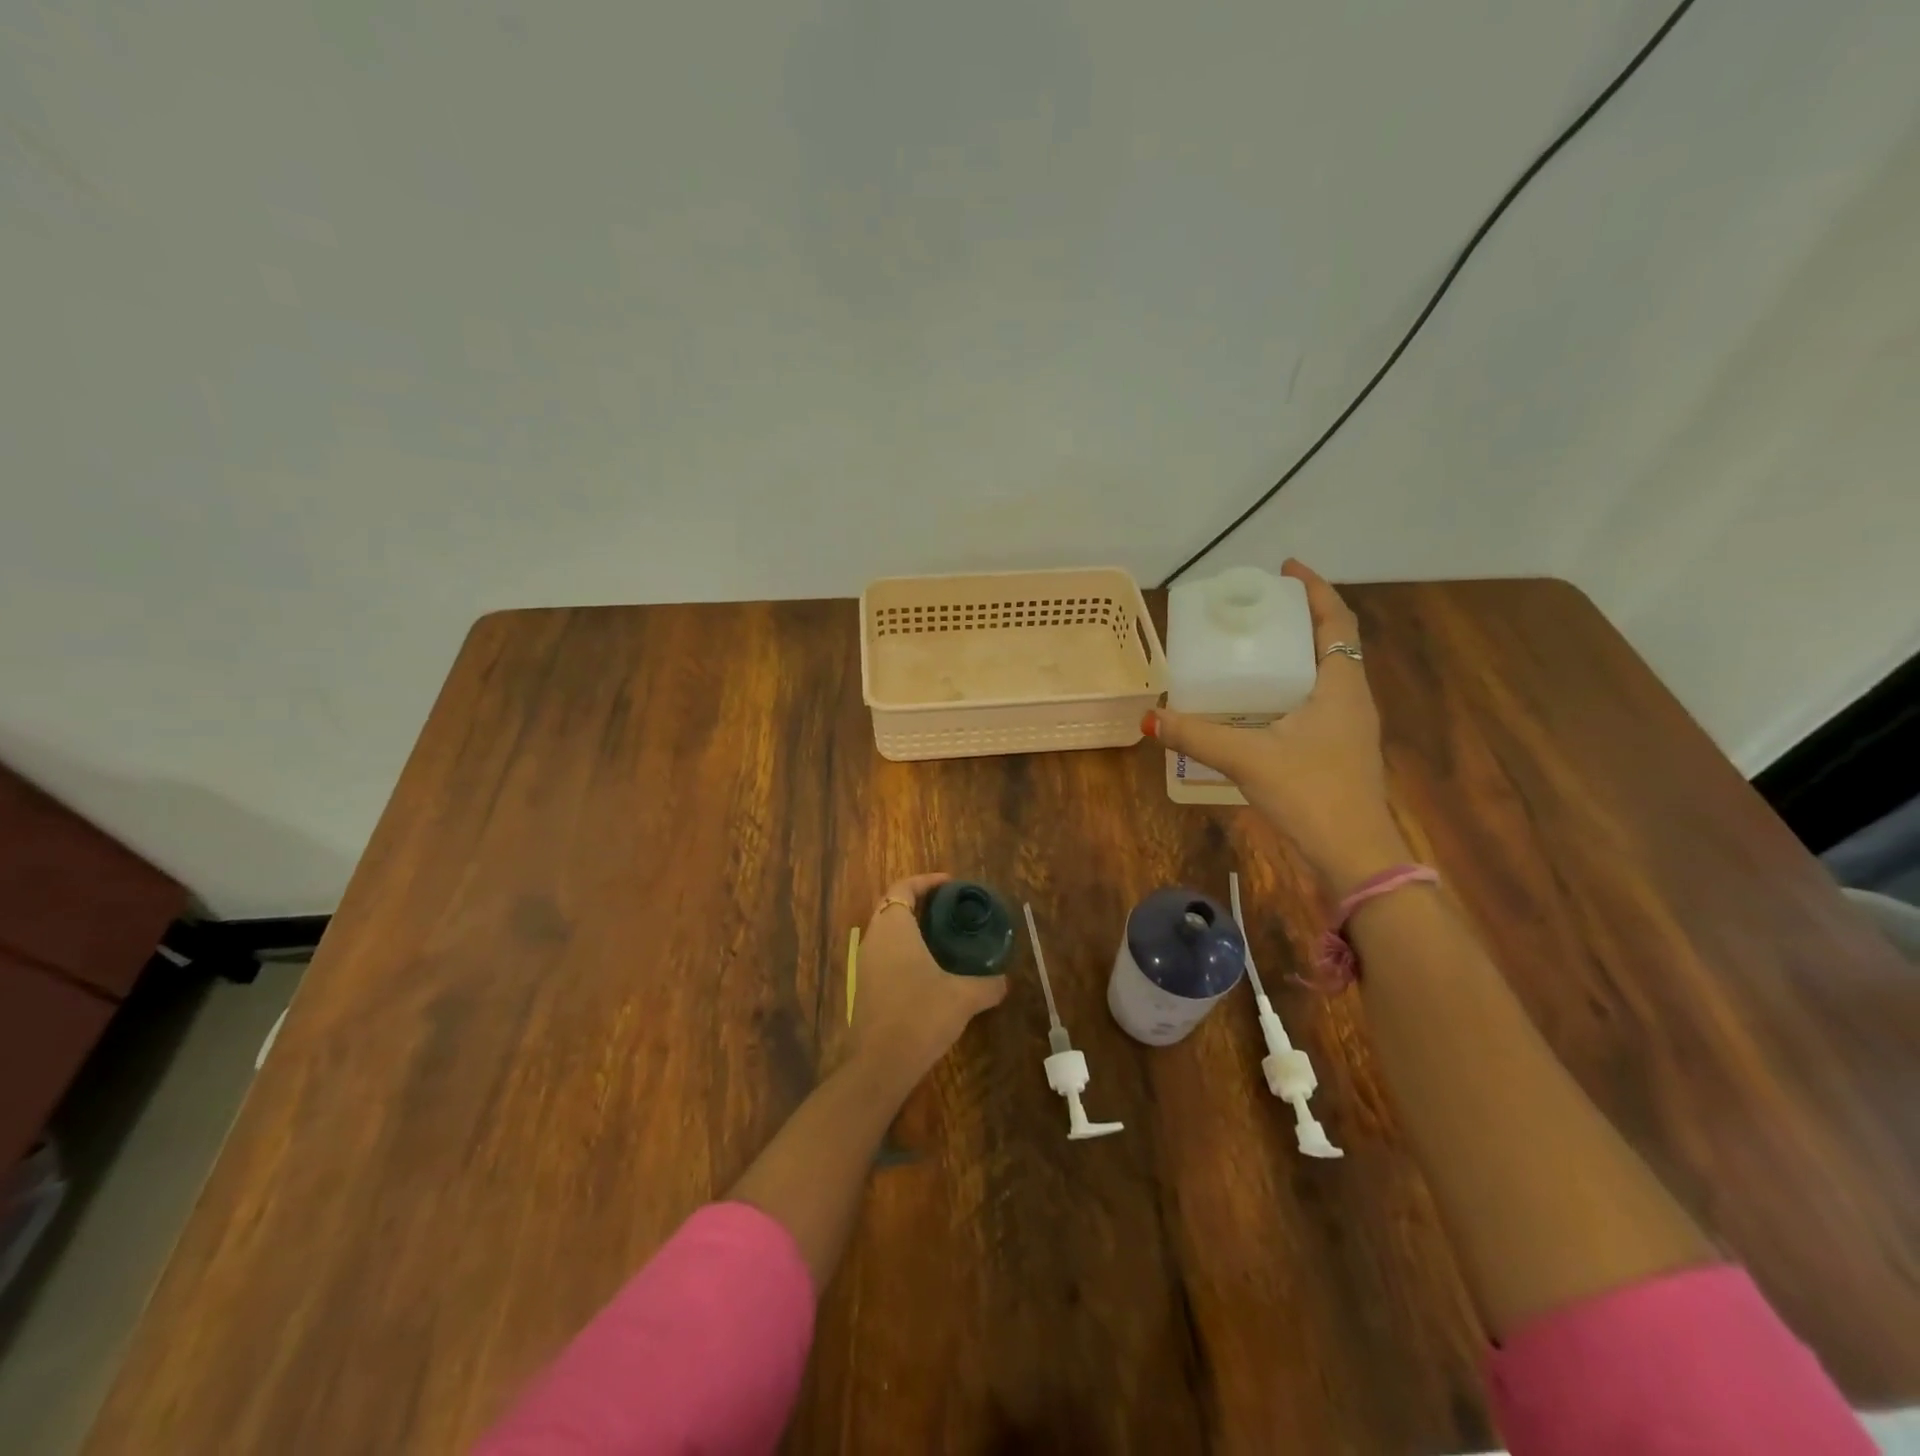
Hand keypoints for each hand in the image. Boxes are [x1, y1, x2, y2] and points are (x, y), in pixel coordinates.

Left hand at [846, 873, 1007, 1092]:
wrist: (880, 1064)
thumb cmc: (921, 1016)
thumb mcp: (963, 997)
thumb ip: (987, 984)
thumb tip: (1004, 981)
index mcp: (894, 928)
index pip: (903, 888)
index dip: (925, 881)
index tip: (950, 884)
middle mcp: (874, 939)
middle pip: (891, 906)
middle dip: (918, 902)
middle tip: (949, 907)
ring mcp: (864, 965)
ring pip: (886, 932)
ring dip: (910, 927)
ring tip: (942, 936)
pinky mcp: (864, 988)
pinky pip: (884, 955)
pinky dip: (903, 950)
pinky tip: (928, 969)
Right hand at [1147, 559, 1409, 892]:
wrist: (1355, 853)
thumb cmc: (1310, 792)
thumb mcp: (1247, 758)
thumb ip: (1197, 736)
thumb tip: (1150, 719)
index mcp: (1340, 685)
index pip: (1336, 620)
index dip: (1315, 589)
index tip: (1285, 568)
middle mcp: (1351, 697)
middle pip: (1331, 642)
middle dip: (1299, 618)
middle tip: (1257, 608)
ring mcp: (1349, 726)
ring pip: (1325, 673)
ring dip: (1296, 653)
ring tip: (1254, 647)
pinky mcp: (1340, 750)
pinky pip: (1317, 700)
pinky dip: (1291, 686)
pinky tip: (1260, 703)